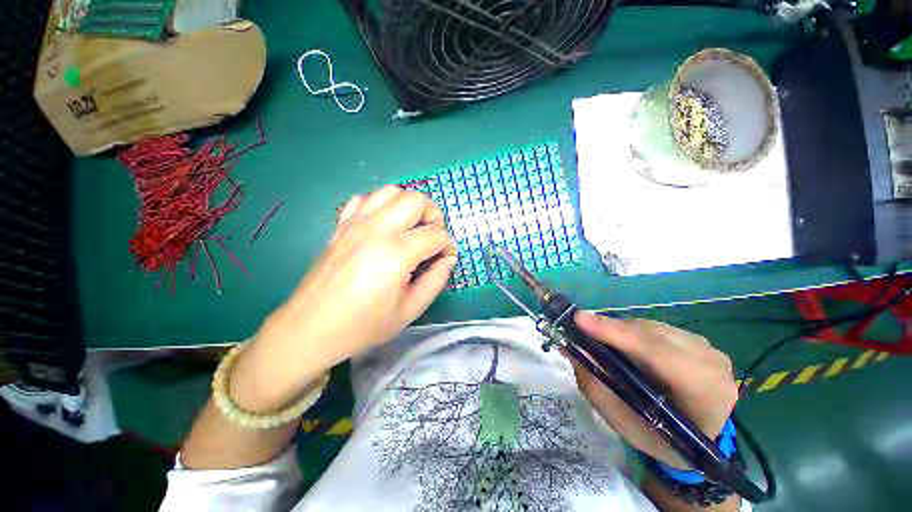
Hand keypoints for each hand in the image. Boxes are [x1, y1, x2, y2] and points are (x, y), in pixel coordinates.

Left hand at [230, 186, 456, 412]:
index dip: (448, 244)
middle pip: (416, 200)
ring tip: (410, 227)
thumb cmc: (363, 325)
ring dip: (408, 205)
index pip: (436, 234)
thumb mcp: (409, 310)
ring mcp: (356, 224)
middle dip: (433, 215)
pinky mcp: (341, 226)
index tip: (447, 256)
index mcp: (397, 253)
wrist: (310, 329)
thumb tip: (448, 259)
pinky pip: (363, 199)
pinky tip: (382, 225)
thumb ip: (436, 280)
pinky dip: (380, 205)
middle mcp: (377, 229)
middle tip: (432, 237)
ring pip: (390, 192)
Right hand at [571, 311, 737, 468]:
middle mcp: (711, 362)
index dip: (616, 333)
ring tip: (596, 336)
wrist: (701, 438)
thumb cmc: (661, 439)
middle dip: (611, 329)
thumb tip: (572, 349)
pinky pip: (655, 328)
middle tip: (578, 327)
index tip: (580, 320)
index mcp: (705, 393)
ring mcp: (707, 347)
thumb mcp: (624, 423)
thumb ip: (597, 386)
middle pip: (650, 334)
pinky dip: (630, 331)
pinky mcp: (697, 339)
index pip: (657, 353)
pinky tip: (619, 341)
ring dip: (619, 330)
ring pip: (650, 327)